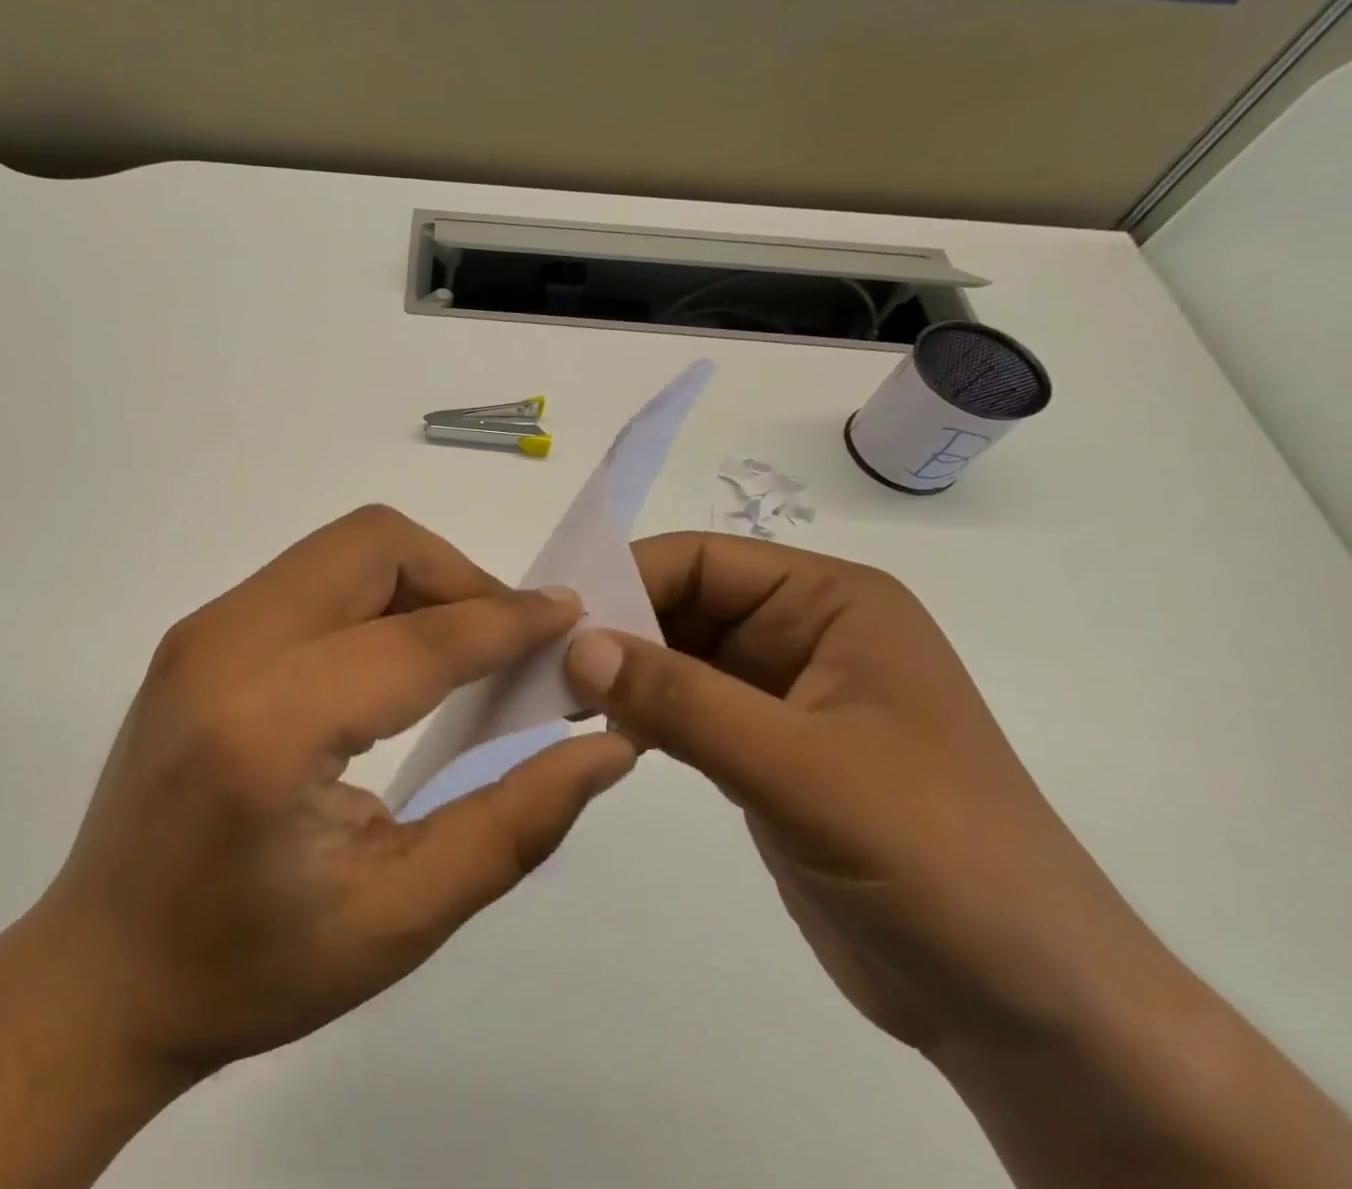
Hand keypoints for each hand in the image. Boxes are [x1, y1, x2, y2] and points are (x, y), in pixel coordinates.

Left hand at [33, 505, 637, 1085]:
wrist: (99, 971)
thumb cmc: (248, 967)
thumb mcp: (400, 918)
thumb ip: (514, 823)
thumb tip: (603, 744)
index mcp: (270, 727)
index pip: (419, 638)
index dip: (508, 620)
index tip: (572, 616)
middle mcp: (227, 647)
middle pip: (374, 544)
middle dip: (459, 575)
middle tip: (508, 643)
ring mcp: (202, 629)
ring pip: (342, 548)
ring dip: (417, 579)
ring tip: (458, 650)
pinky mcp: (197, 632)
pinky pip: (309, 574)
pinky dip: (371, 594)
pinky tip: (390, 660)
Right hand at [561, 532, 1161, 1056]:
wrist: (1030, 1012)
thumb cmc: (937, 862)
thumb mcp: (802, 770)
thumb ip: (683, 701)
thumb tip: (576, 647)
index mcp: (831, 602)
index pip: (702, 560)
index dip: (625, 579)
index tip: (554, 624)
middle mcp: (805, 631)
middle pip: (683, 603)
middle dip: (615, 631)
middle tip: (541, 668)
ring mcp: (783, 692)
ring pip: (677, 656)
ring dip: (621, 674)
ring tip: (555, 700)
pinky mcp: (765, 748)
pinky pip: (686, 708)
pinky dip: (641, 714)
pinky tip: (600, 733)